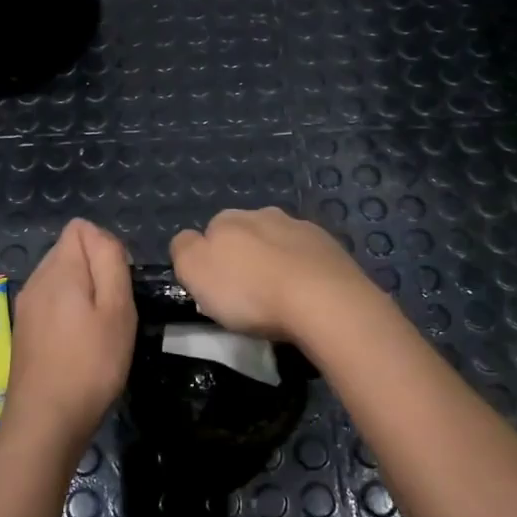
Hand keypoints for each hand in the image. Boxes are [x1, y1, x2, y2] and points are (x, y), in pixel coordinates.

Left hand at [4, 219, 136, 453]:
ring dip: (82, 293)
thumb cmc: (90, 364)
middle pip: (69, 251)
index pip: (80, 228)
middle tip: (112, 311)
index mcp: (59, 269)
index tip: (118, 284)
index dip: (106, 247)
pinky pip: (51, 301)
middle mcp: (36, 279)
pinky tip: (78, 344)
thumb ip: (109, 262)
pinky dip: (68, 312)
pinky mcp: (24, 329)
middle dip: (95, 270)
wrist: (45, 421)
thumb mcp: (117, 309)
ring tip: (98, 330)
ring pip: (60, 277)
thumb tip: (99, 234)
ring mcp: (26, 305)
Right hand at [170, 206, 370, 342]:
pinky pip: (308, 257)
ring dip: (275, 262)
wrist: (323, 302)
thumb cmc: (250, 291)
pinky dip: (303, 272)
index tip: (216, 289)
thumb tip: (189, 241)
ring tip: (279, 298)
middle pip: (246, 235)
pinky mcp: (332, 248)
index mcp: (229, 219)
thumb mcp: (195, 271)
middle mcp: (265, 214)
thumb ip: (184, 249)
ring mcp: (302, 229)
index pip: (209, 232)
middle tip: (247, 295)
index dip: (210, 261)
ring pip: (279, 242)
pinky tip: (305, 296)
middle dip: (245, 258)